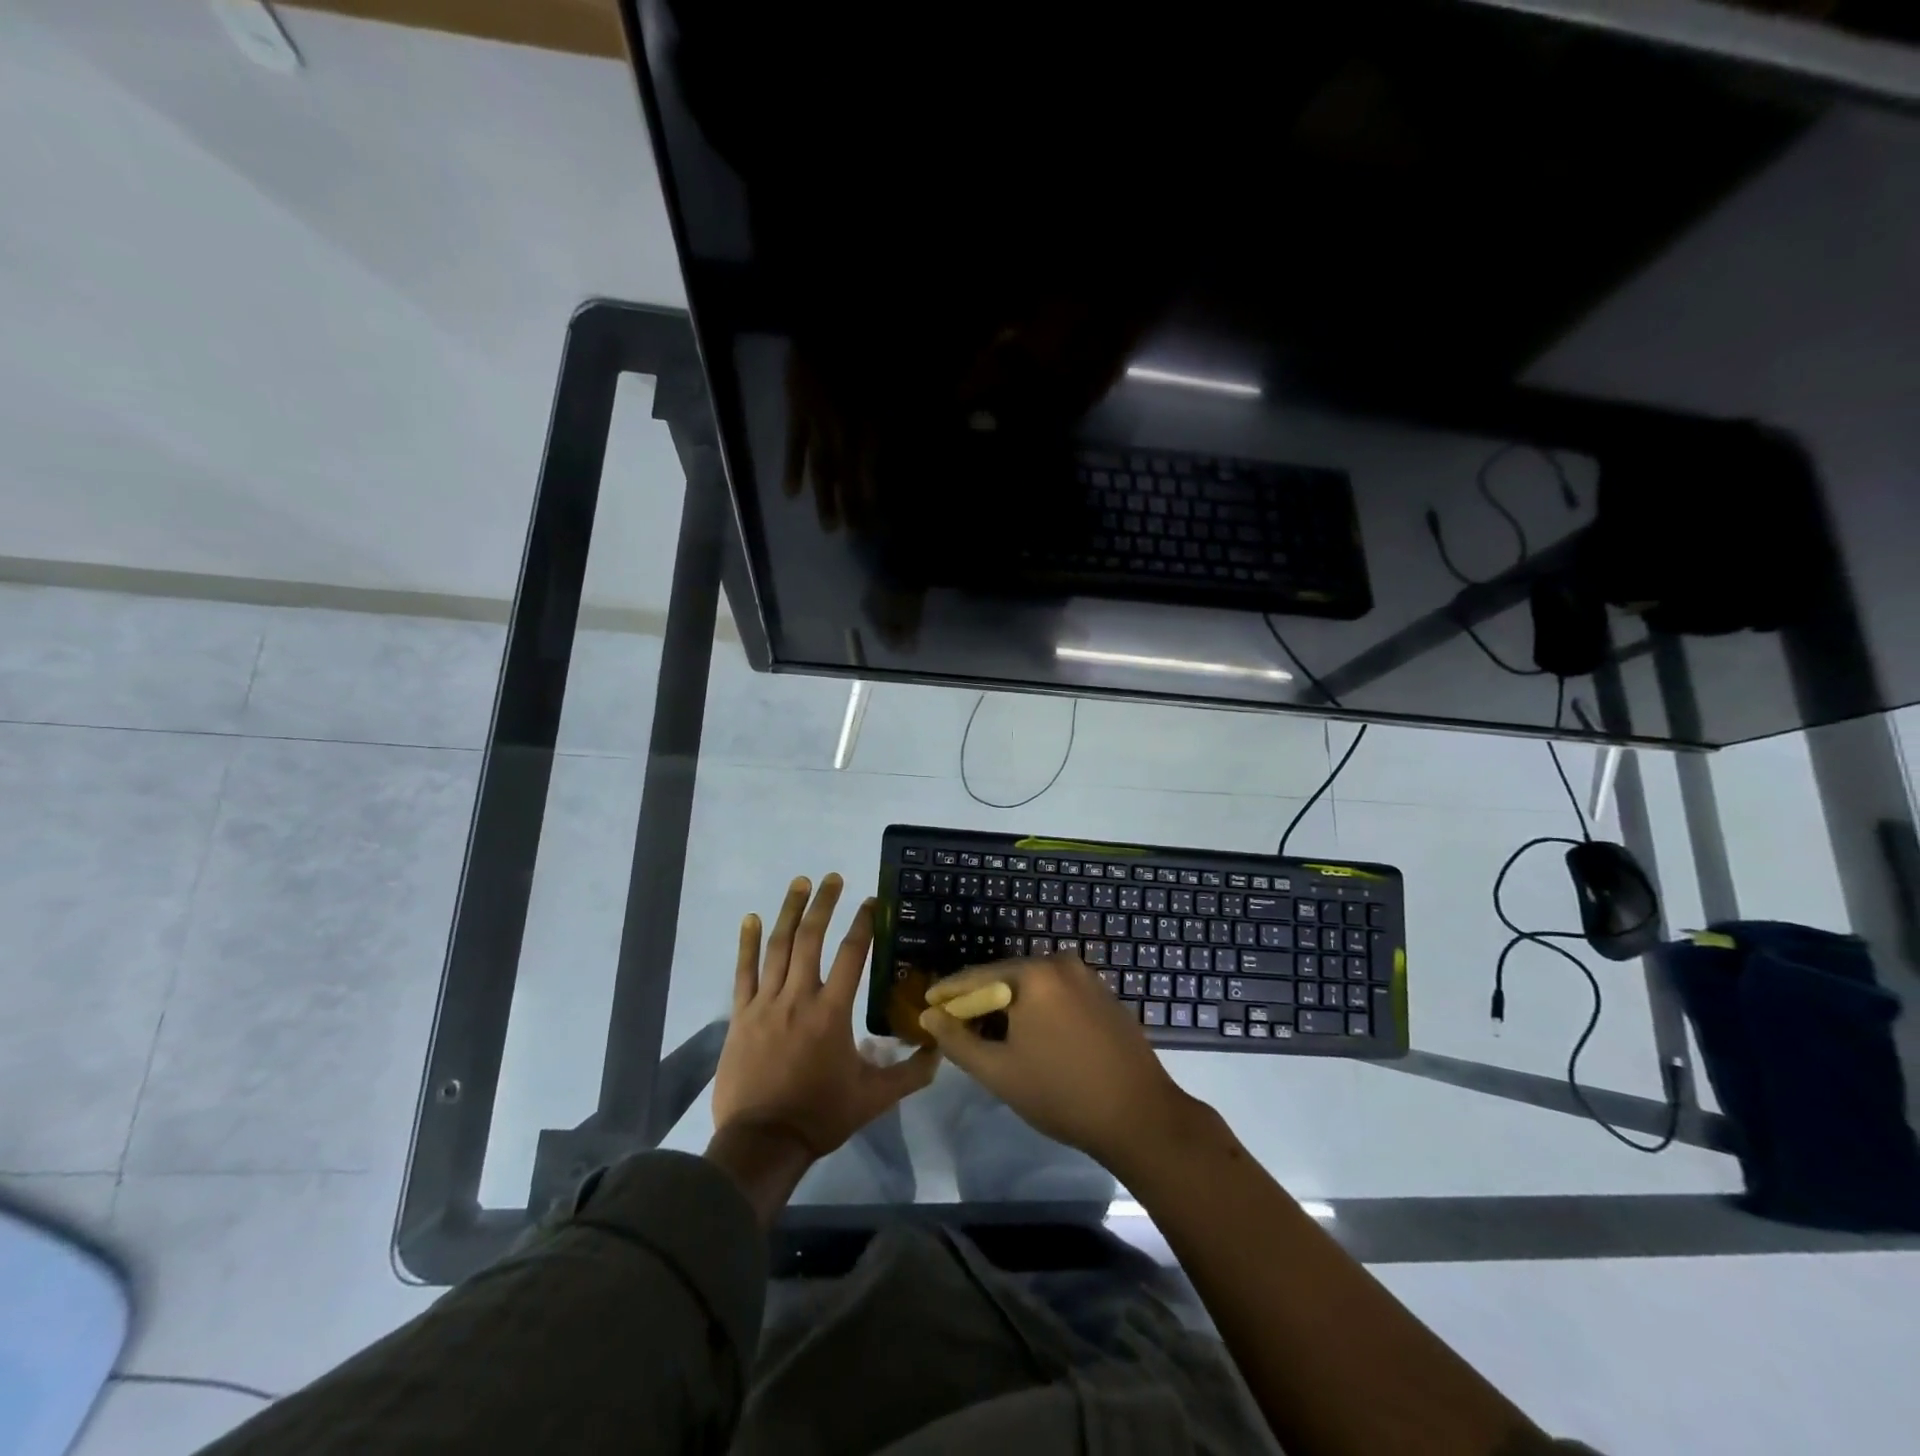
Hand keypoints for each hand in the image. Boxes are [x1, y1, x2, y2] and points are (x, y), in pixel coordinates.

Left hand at [713, 874, 939, 1160]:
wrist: (762, 1142)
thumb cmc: (820, 1116)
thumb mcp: (873, 1098)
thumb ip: (909, 1073)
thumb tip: (940, 1051)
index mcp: (832, 1012)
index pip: (852, 955)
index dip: (863, 924)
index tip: (871, 901)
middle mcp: (799, 997)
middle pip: (811, 939)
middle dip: (823, 904)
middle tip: (833, 877)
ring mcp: (765, 1003)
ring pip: (778, 947)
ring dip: (789, 911)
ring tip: (800, 883)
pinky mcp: (741, 1015)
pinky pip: (743, 972)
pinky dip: (747, 943)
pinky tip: (751, 918)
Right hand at [917, 956, 1197, 1171]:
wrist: (1140, 1117)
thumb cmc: (1061, 1093)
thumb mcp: (998, 1071)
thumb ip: (957, 1040)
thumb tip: (930, 1015)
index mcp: (1035, 974)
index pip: (978, 977)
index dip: (950, 992)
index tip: (927, 1004)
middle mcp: (1062, 963)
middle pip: (1007, 978)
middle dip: (981, 1002)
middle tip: (957, 1026)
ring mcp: (1088, 978)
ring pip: (1034, 988)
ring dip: (1010, 1007)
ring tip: (990, 1036)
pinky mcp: (1105, 996)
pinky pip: (1058, 995)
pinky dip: (1038, 1010)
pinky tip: (1031, 1037)